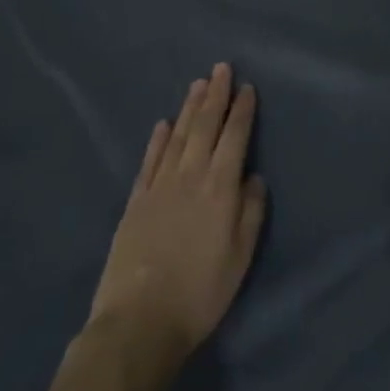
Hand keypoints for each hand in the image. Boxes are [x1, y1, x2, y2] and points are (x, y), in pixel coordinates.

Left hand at [86, 64, 266, 374]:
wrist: (138, 323)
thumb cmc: (200, 293)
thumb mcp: (240, 257)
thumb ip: (251, 212)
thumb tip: (254, 177)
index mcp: (220, 187)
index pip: (235, 137)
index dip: (242, 110)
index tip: (246, 87)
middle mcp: (191, 176)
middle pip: (205, 126)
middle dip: (215, 95)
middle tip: (221, 68)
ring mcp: (160, 185)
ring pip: (178, 135)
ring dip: (190, 107)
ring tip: (198, 84)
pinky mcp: (136, 201)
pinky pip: (150, 160)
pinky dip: (158, 139)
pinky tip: (164, 124)